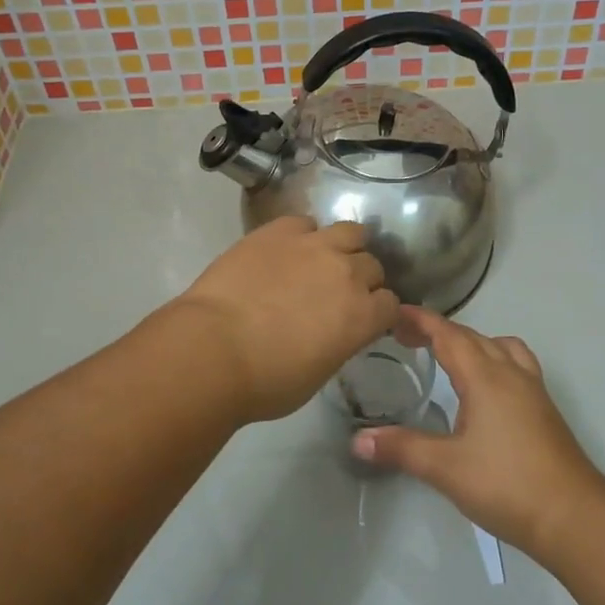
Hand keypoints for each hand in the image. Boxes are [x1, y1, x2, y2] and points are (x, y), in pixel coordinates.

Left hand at [174, 217, 399, 423]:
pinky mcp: (279, 230)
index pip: (391, 304)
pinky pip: (304, 222)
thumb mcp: (318, 373)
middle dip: (361, 279)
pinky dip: (302, 235)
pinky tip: (285, 250)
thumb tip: (334, 331)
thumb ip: (339, 343)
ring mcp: (313, 245)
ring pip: (350, 231)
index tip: (362, 319)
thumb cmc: (265, 381)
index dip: (377, 312)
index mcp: (363, 316)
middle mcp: (347, 273)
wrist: (213, 349)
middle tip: (337, 292)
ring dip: (342, 246)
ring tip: (322, 259)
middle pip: (371, 265)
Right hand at [351, 307, 604, 557]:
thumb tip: (357, 440)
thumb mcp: (445, 468)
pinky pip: (515, 364)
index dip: (420, 320)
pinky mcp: (544, 409)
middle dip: (438, 330)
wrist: (574, 517)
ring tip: (448, 357)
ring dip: (471, 342)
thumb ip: (401, 448)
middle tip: (406, 337)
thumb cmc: (506, 485)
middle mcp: (510, 373)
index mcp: (485, 377)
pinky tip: (484, 390)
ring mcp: (532, 390)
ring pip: (500, 346)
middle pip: (472, 336)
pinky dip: (493, 359)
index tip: (394, 312)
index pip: (448, 334)